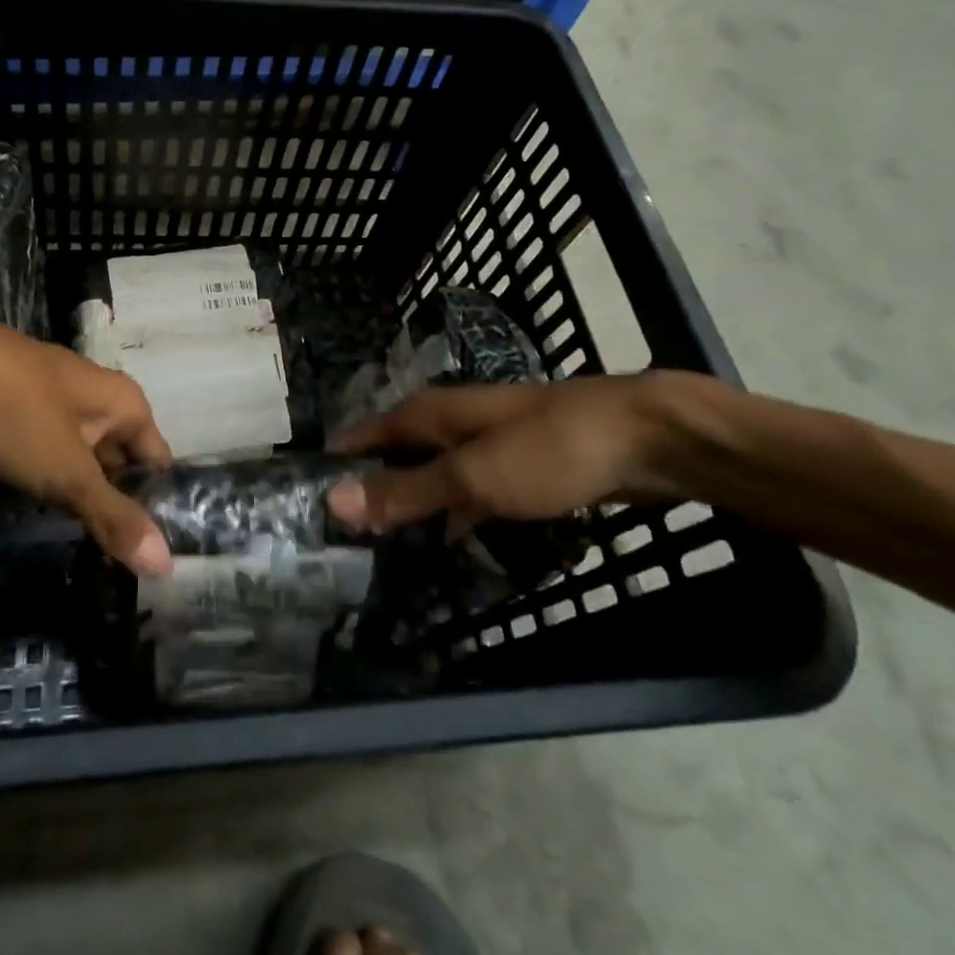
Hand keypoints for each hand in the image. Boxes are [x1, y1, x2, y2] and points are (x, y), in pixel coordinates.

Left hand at [0, 316, 174, 576]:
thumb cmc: (16, 413)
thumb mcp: (67, 473)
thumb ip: (113, 517)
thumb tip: (166, 565)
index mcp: (123, 400)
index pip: (157, 459)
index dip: (156, 505)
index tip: (148, 554)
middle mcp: (96, 394)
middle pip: (119, 457)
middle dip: (116, 502)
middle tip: (114, 560)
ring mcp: (53, 397)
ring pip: (80, 454)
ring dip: (80, 491)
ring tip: (80, 543)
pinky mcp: (16, 405)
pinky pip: (46, 448)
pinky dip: (48, 477)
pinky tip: (37, 505)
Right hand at [325, 375, 686, 529]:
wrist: (643, 438)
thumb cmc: (546, 451)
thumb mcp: (470, 477)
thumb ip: (405, 490)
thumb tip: (332, 499)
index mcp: (432, 413)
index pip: (369, 432)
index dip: (341, 457)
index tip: (311, 492)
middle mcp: (455, 420)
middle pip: (400, 449)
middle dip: (375, 482)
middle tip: (346, 529)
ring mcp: (492, 440)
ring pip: (438, 469)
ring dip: (416, 498)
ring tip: (391, 541)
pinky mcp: (524, 462)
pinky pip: (473, 487)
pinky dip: (457, 509)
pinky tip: (457, 536)